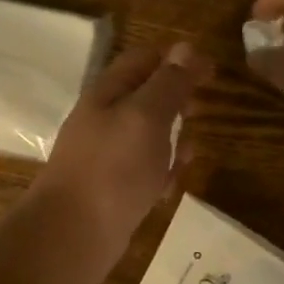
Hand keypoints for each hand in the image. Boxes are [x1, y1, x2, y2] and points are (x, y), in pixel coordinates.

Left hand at [28, 41, 211, 283]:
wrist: (72, 235)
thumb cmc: (113, 169)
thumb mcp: (146, 117)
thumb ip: (168, 83)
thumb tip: (186, 48)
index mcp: (108, 93)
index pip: (144, 59)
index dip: (178, 60)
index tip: (212, 72)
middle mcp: (105, 119)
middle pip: (146, 96)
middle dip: (177, 100)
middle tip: (202, 110)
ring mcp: (107, 155)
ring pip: (148, 136)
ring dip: (173, 139)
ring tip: (190, 153)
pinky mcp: (113, 188)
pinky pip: (144, 170)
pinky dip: (161, 173)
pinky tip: (170, 188)